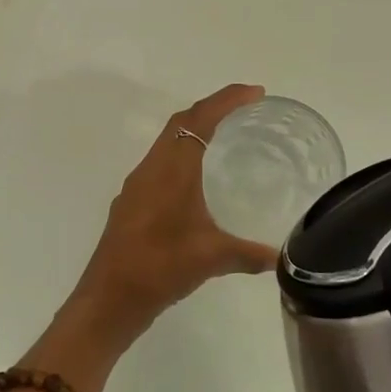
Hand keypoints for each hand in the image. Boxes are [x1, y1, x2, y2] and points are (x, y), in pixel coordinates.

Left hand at [73, 85, 280, 328]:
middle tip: (246, 112)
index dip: (226, 99)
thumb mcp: (212, 259)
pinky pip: (160, 167)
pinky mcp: (131, 206)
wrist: (108, 298)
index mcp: (170, 170)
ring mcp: (136, 187)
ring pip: (167, 145)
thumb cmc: (159, 268)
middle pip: (180, 123)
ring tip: (226, 142)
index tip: (255, 93)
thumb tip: (282, 258)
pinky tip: (198, 185)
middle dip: (212, 110)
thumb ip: (249, 254)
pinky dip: (182, 160)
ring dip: (194, 134)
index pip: (198, 119)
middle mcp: (150, 170)